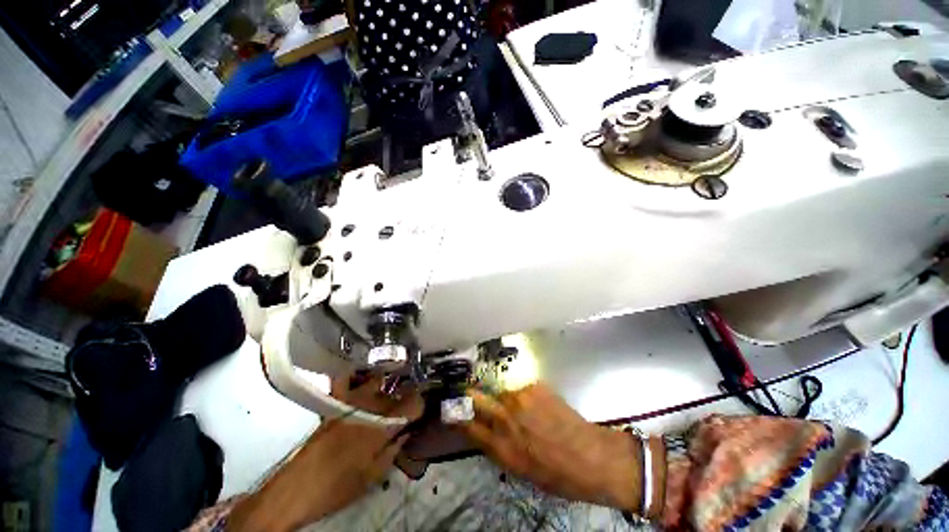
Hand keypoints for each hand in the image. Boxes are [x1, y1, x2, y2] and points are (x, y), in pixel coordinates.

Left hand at [228, 375, 422, 531]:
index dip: (421, 404)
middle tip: (407, 405)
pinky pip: (346, 379)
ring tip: (390, 388)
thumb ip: (394, 450)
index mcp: (382, 426)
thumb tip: (406, 432)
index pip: (413, 404)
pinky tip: (360, 379)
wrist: (296, 489)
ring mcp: (350, 401)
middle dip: (406, 395)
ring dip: (387, 383)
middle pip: (397, 391)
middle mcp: (369, 407)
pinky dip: (356, 375)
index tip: (423, 407)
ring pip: (377, 380)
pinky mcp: (334, 402)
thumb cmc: (338, 486)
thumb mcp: (374, 476)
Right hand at [460, 384, 642, 512]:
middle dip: (468, 395)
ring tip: (522, 409)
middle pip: (475, 398)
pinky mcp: (536, 386)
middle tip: (466, 392)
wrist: (592, 457)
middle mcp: (506, 418)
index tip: (451, 409)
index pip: (468, 425)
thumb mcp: (521, 471)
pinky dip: (525, 396)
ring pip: (502, 392)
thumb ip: (499, 447)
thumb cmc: (557, 474)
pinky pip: (522, 389)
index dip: (457, 416)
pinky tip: (539, 406)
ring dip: (506, 399)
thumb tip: (486, 431)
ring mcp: (521, 398)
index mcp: (500, 446)